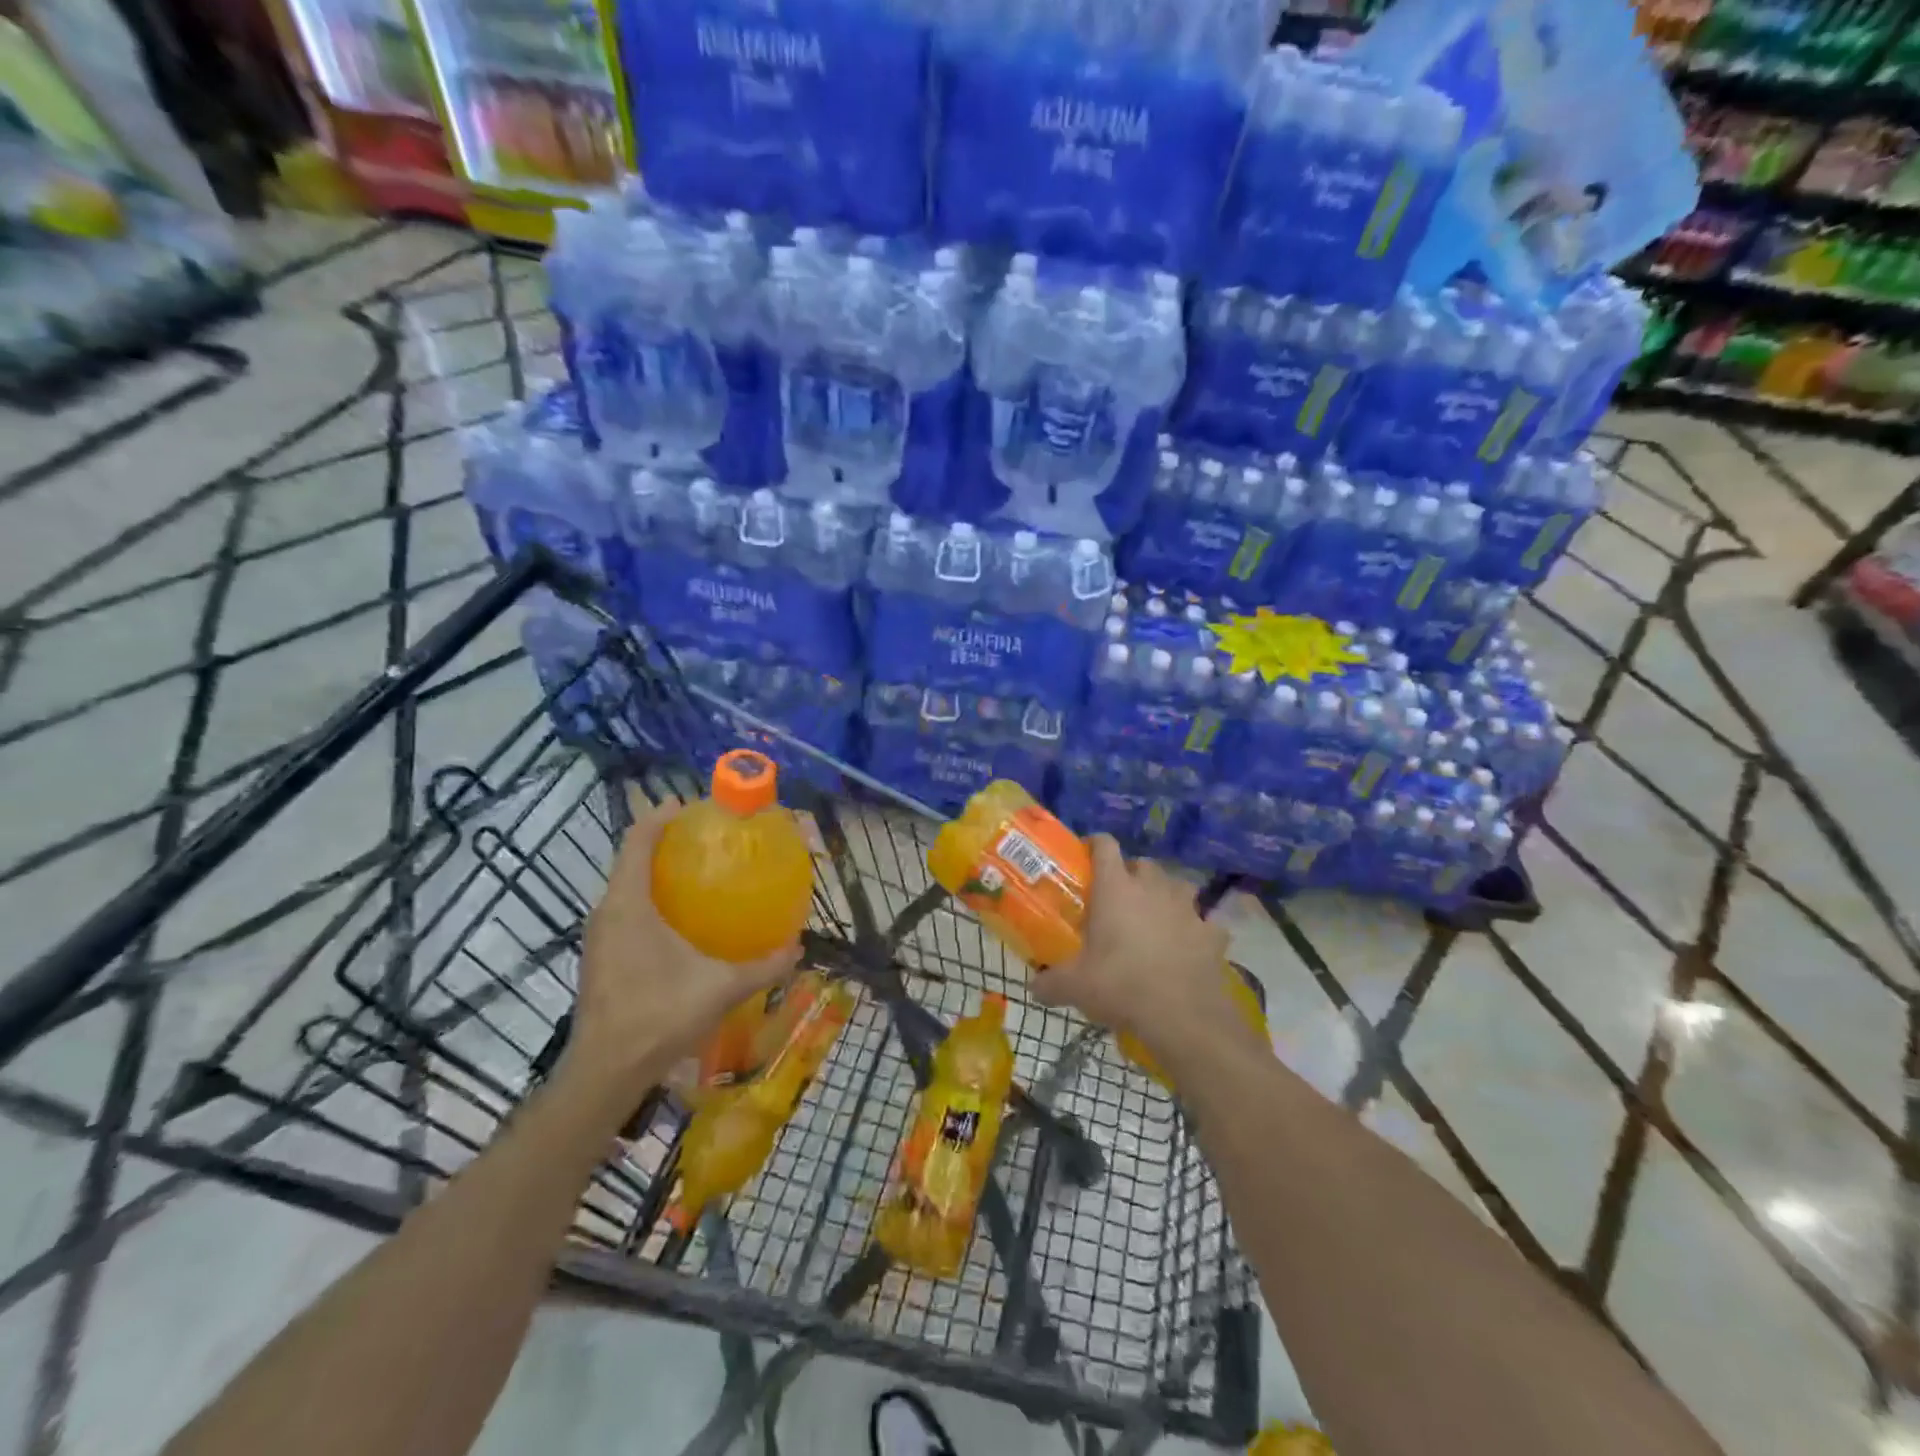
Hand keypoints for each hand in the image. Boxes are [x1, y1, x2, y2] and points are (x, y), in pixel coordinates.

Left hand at [561, 801, 798, 1097]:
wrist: (605, 1073)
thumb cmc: (658, 1016)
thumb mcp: (720, 987)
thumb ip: (763, 966)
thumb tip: (797, 948)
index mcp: (628, 904)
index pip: (637, 840)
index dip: (660, 817)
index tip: (689, 806)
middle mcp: (607, 912)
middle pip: (631, 859)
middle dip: (664, 843)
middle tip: (705, 840)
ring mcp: (599, 937)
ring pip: (626, 888)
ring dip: (656, 873)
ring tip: (697, 874)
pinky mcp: (601, 958)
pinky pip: (625, 912)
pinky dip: (649, 900)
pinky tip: (681, 922)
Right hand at [1031, 836, 1252, 1070]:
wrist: (1183, 1015)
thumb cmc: (1120, 986)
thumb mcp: (1075, 987)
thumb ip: (1050, 982)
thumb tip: (1034, 988)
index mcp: (1116, 888)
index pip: (1105, 846)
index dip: (1095, 844)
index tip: (1086, 856)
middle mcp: (1153, 888)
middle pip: (1143, 863)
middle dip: (1131, 874)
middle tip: (1117, 898)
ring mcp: (1187, 908)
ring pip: (1178, 885)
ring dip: (1166, 894)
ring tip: (1155, 916)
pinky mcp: (1212, 934)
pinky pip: (1204, 923)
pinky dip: (1196, 930)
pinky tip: (1188, 947)